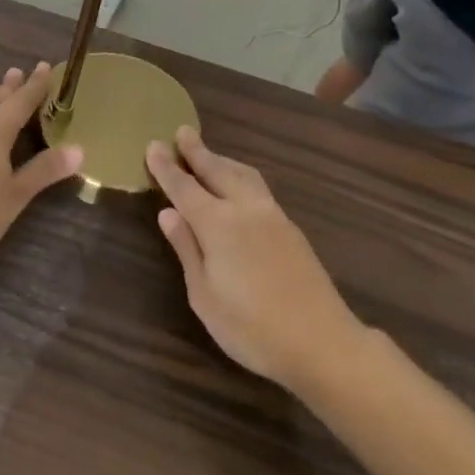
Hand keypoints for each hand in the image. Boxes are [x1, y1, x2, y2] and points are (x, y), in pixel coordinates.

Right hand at [146, 127, 362, 389]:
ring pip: (242, 174)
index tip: (152, 145)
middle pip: (216, 170)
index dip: (166, 167)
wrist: (322, 342)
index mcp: (217, 224)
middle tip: (182, 132)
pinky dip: (240, 175)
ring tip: (209, 153)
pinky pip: (258, 187)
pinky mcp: (291, 228)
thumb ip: (187, 249)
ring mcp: (272, 216)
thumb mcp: (204, 296)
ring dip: (222, 160)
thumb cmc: (251, 328)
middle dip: (197, 151)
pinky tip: (239, 184)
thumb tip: (168, 213)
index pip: (184, 187)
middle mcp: (245, 209)